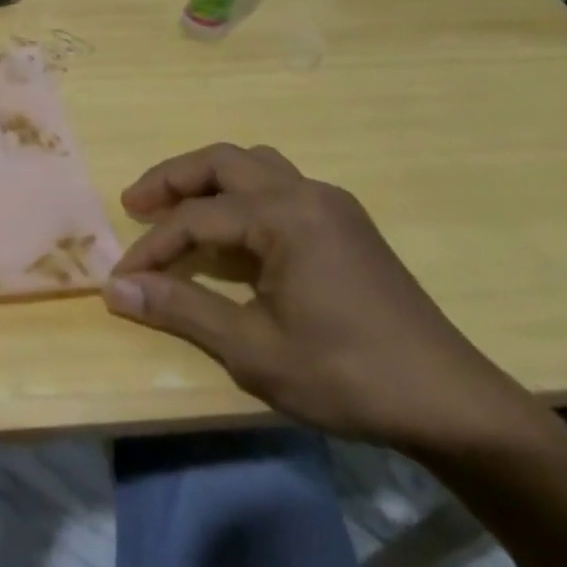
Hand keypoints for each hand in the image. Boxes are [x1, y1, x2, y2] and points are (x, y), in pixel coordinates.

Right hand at [103, 144, 539, 456]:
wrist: (451, 404)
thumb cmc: (346, 375)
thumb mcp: (253, 348)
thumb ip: (181, 308)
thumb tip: (116, 288)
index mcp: (284, 216)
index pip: (196, 218)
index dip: (151, 247)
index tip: (121, 277)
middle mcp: (307, 193)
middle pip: (223, 162)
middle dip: (172, 179)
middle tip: (134, 204)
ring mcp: (332, 206)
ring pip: (255, 166)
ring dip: (208, 181)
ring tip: (175, 208)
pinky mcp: (347, 226)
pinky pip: (279, 188)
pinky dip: (240, 197)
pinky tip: (231, 233)